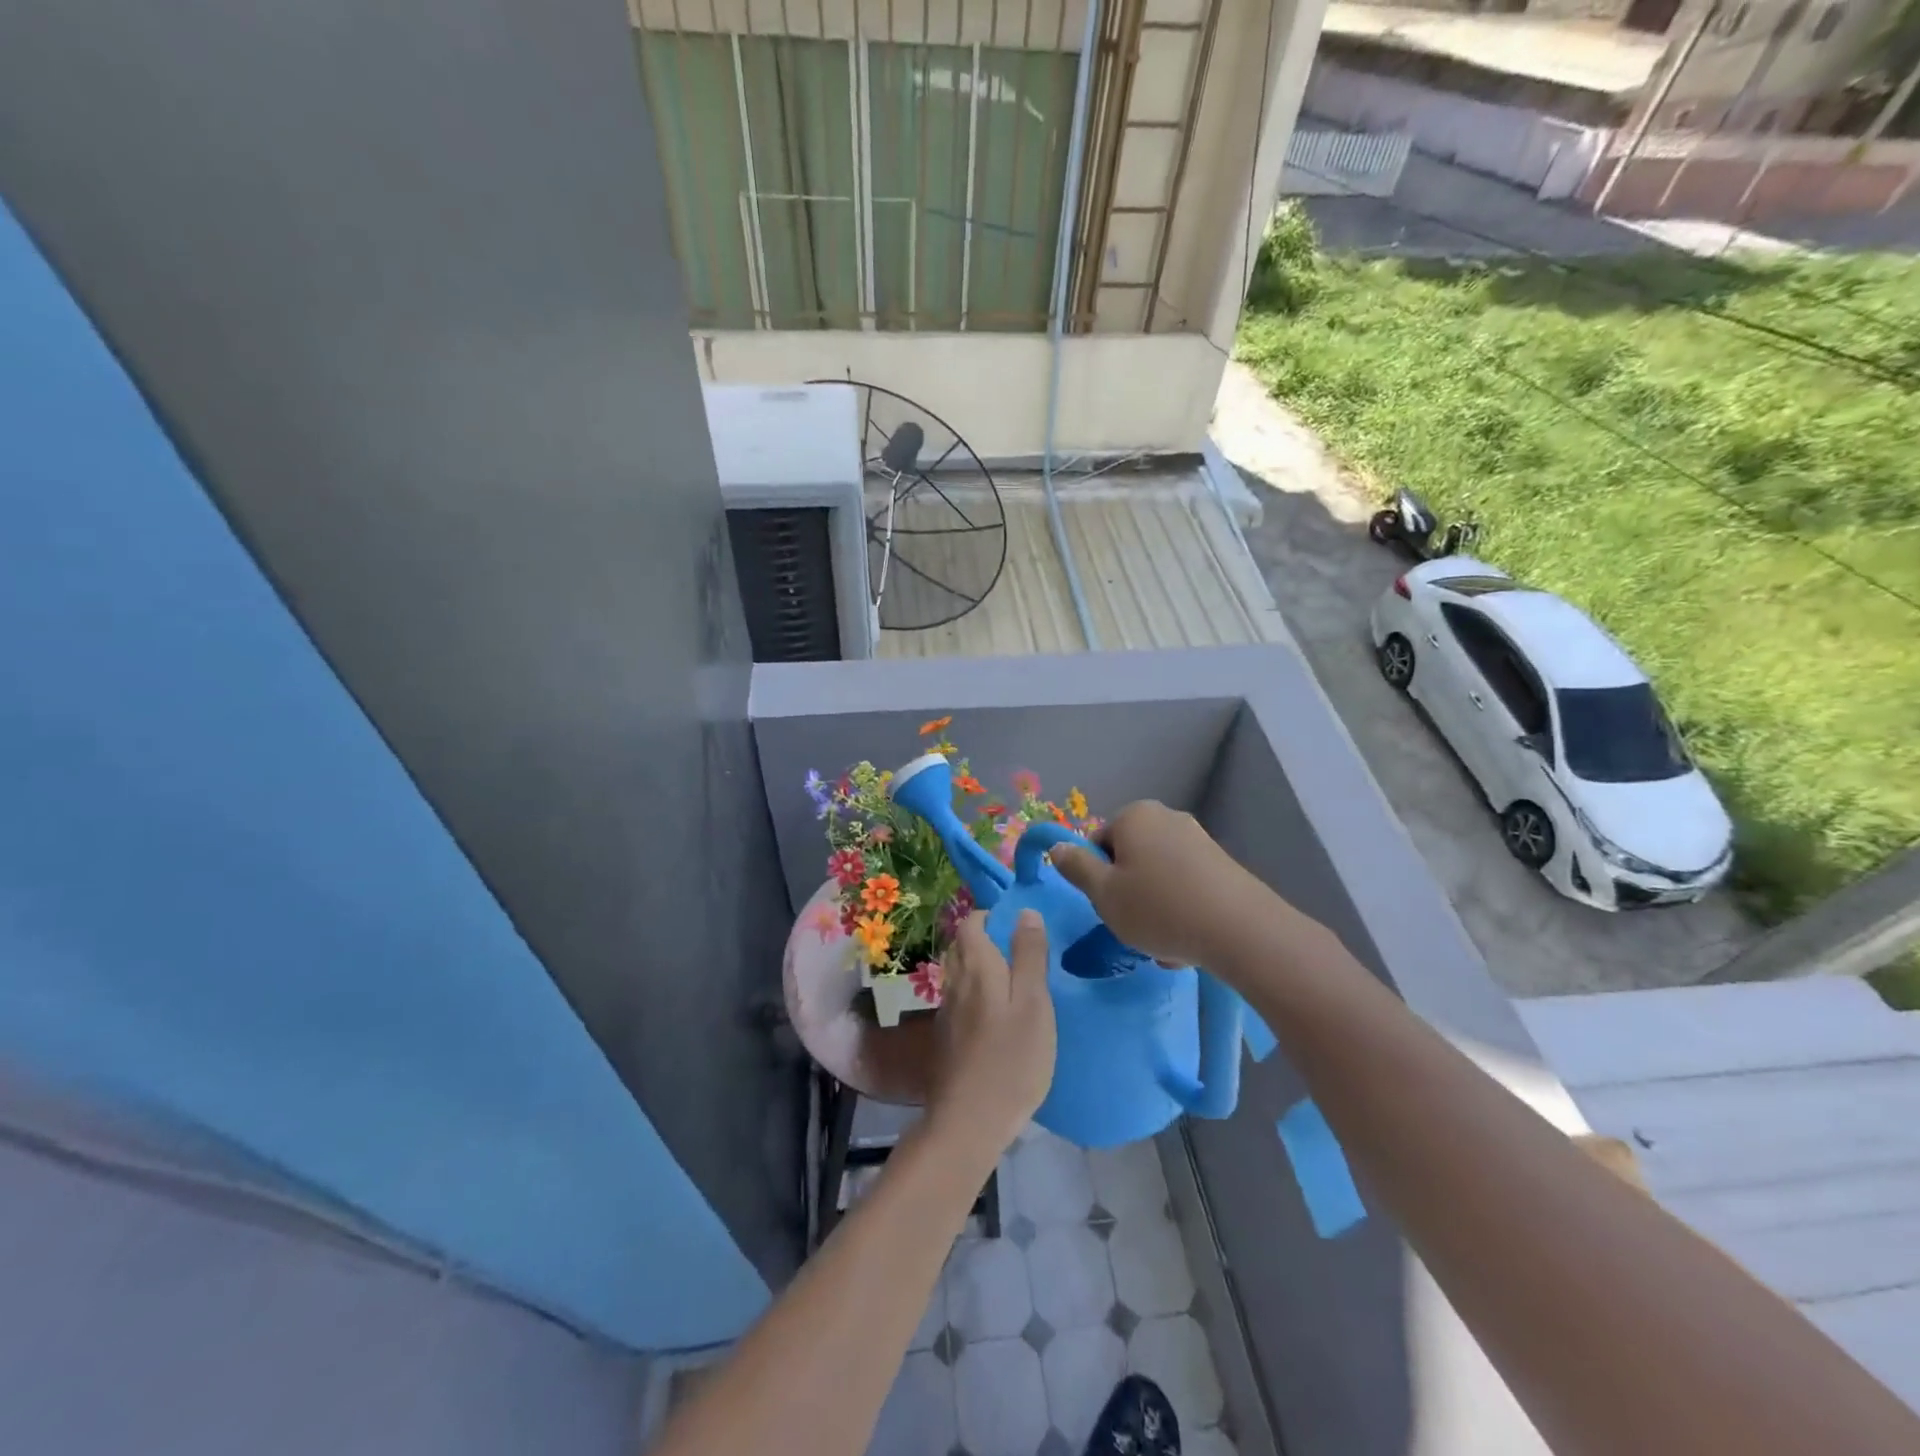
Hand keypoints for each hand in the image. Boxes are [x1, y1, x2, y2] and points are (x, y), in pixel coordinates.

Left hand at [928, 910, 1055, 1164]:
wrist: (969, 1121)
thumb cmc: (1011, 1059)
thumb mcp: (1033, 1003)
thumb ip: (1029, 956)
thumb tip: (1025, 911)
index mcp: (975, 967)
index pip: (971, 922)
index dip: (991, 917)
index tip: (1020, 926)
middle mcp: (954, 982)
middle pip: (963, 946)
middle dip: (987, 940)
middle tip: (1023, 952)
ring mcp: (947, 1011)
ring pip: (961, 973)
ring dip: (983, 968)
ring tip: (1016, 983)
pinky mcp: (947, 1037)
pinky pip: (961, 999)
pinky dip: (978, 995)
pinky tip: (999, 1017)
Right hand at [1051, 801, 1268, 969]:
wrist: (1239, 929)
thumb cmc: (1158, 908)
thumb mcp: (1103, 893)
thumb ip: (1076, 867)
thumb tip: (1057, 847)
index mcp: (1134, 816)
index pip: (1097, 843)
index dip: (1096, 877)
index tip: (1107, 906)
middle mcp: (1166, 817)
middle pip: (1130, 858)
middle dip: (1127, 893)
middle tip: (1132, 926)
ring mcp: (1198, 839)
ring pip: (1158, 877)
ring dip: (1154, 907)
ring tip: (1163, 945)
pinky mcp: (1222, 864)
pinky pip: (1186, 886)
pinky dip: (1181, 910)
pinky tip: (1188, 942)